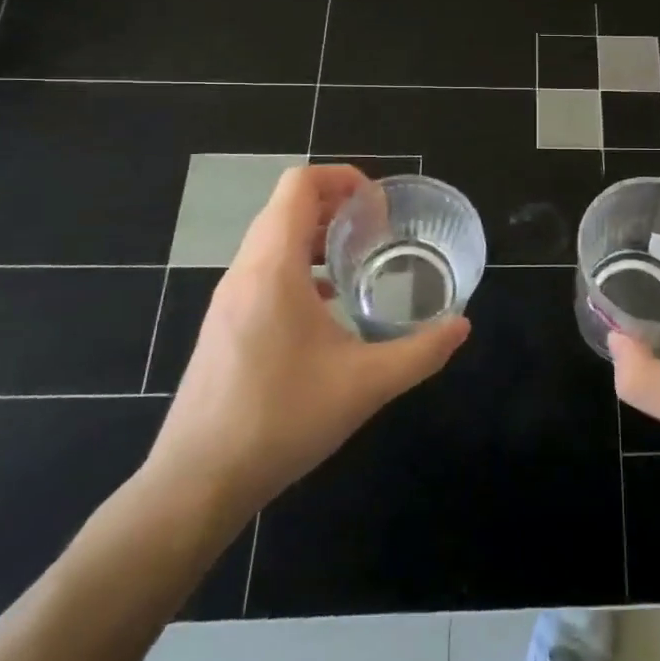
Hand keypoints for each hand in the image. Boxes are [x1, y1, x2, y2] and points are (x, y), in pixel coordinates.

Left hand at [143, 165, 469, 539]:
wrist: (197, 482)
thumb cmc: (281, 420)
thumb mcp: (366, 385)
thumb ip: (421, 351)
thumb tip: (462, 325)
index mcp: (272, 268)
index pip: (298, 186)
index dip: (342, 178)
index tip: (379, 207)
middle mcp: (244, 272)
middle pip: (286, 208)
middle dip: (336, 205)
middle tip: (380, 229)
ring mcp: (229, 299)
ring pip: (272, 240)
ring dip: (317, 236)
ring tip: (359, 261)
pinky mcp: (224, 324)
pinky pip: (264, 271)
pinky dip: (299, 267)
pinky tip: (328, 305)